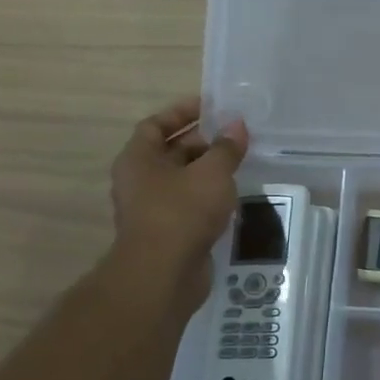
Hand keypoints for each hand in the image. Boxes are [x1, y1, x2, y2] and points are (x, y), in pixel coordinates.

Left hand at [108, 97, 248, 303]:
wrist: (163, 274)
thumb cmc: (182, 212)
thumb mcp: (212, 172)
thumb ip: (226, 147)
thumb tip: (237, 125)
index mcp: (139, 158)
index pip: (156, 124)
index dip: (182, 112)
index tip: (211, 106)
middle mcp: (140, 180)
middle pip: (170, 151)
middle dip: (202, 141)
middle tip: (235, 135)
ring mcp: (152, 208)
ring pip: (183, 179)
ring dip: (208, 170)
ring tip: (241, 162)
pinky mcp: (169, 232)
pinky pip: (190, 204)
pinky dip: (209, 196)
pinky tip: (234, 195)